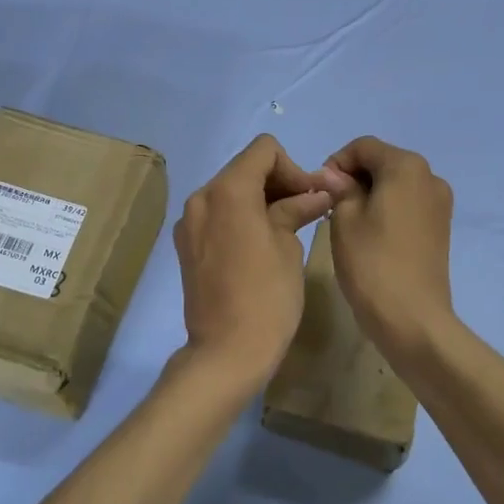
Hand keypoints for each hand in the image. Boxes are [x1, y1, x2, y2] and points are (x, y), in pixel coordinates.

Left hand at [173, 135, 337, 392]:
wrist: (226, 353)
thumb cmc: (267, 297)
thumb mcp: (289, 246)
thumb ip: (298, 209)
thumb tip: (317, 193)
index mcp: (228, 191)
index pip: (264, 151)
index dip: (293, 168)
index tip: (310, 198)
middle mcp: (201, 197)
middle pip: (246, 168)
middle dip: (279, 182)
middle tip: (307, 210)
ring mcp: (189, 222)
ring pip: (231, 190)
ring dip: (260, 199)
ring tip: (288, 227)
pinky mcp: (186, 244)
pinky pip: (218, 214)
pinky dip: (241, 216)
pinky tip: (261, 243)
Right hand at [322, 137, 455, 351]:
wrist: (413, 319)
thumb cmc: (372, 263)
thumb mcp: (344, 219)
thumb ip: (340, 188)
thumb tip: (334, 175)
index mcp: (406, 166)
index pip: (363, 146)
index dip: (336, 161)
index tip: (319, 189)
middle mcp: (430, 176)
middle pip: (383, 161)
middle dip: (354, 176)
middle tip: (329, 205)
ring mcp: (440, 203)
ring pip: (396, 183)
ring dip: (370, 192)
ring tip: (347, 222)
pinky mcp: (441, 227)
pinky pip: (408, 203)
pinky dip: (387, 208)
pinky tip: (370, 233)